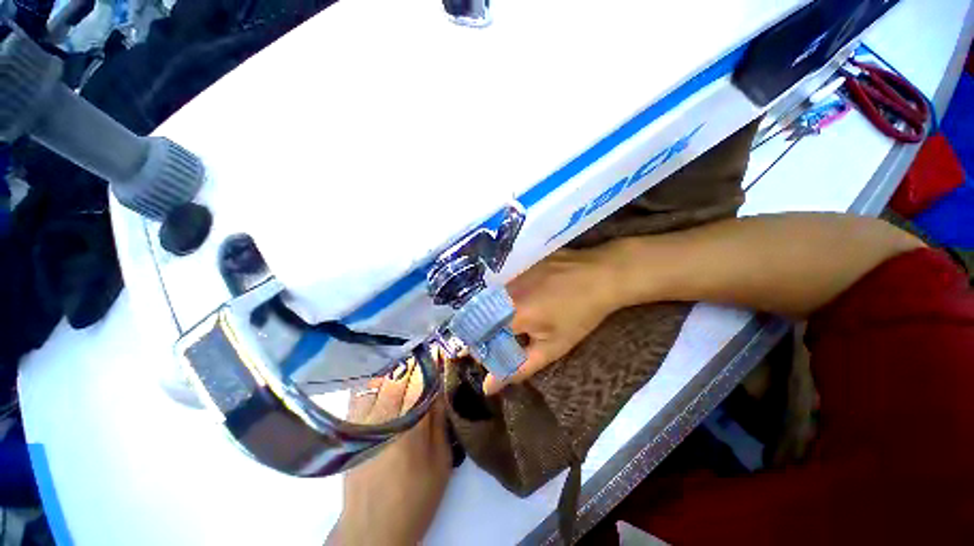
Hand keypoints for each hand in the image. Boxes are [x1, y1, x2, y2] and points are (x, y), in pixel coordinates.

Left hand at [329, 364, 451, 544]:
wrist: (373, 530)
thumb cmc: (415, 497)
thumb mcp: (440, 461)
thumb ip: (440, 421)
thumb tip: (441, 388)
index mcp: (410, 424)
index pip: (421, 380)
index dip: (431, 361)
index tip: (439, 348)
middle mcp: (383, 417)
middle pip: (399, 375)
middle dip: (414, 358)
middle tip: (426, 348)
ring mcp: (363, 422)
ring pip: (378, 380)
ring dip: (394, 365)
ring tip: (408, 357)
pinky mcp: (351, 429)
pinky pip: (360, 393)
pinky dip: (373, 379)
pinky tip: (383, 375)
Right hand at [483, 246, 623, 395]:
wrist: (600, 276)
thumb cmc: (579, 315)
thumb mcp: (552, 347)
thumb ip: (518, 367)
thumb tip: (488, 387)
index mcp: (511, 313)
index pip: (478, 335)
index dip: (481, 349)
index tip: (489, 357)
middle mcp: (504, 291)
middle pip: (482, 317)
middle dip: (488, 333)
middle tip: (506, 340)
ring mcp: (513, 274)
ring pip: (493, 301)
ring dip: (497, 316)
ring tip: (518, 322)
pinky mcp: (521, 266)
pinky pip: (505, 287)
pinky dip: (508, 301)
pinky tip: (527, 302)